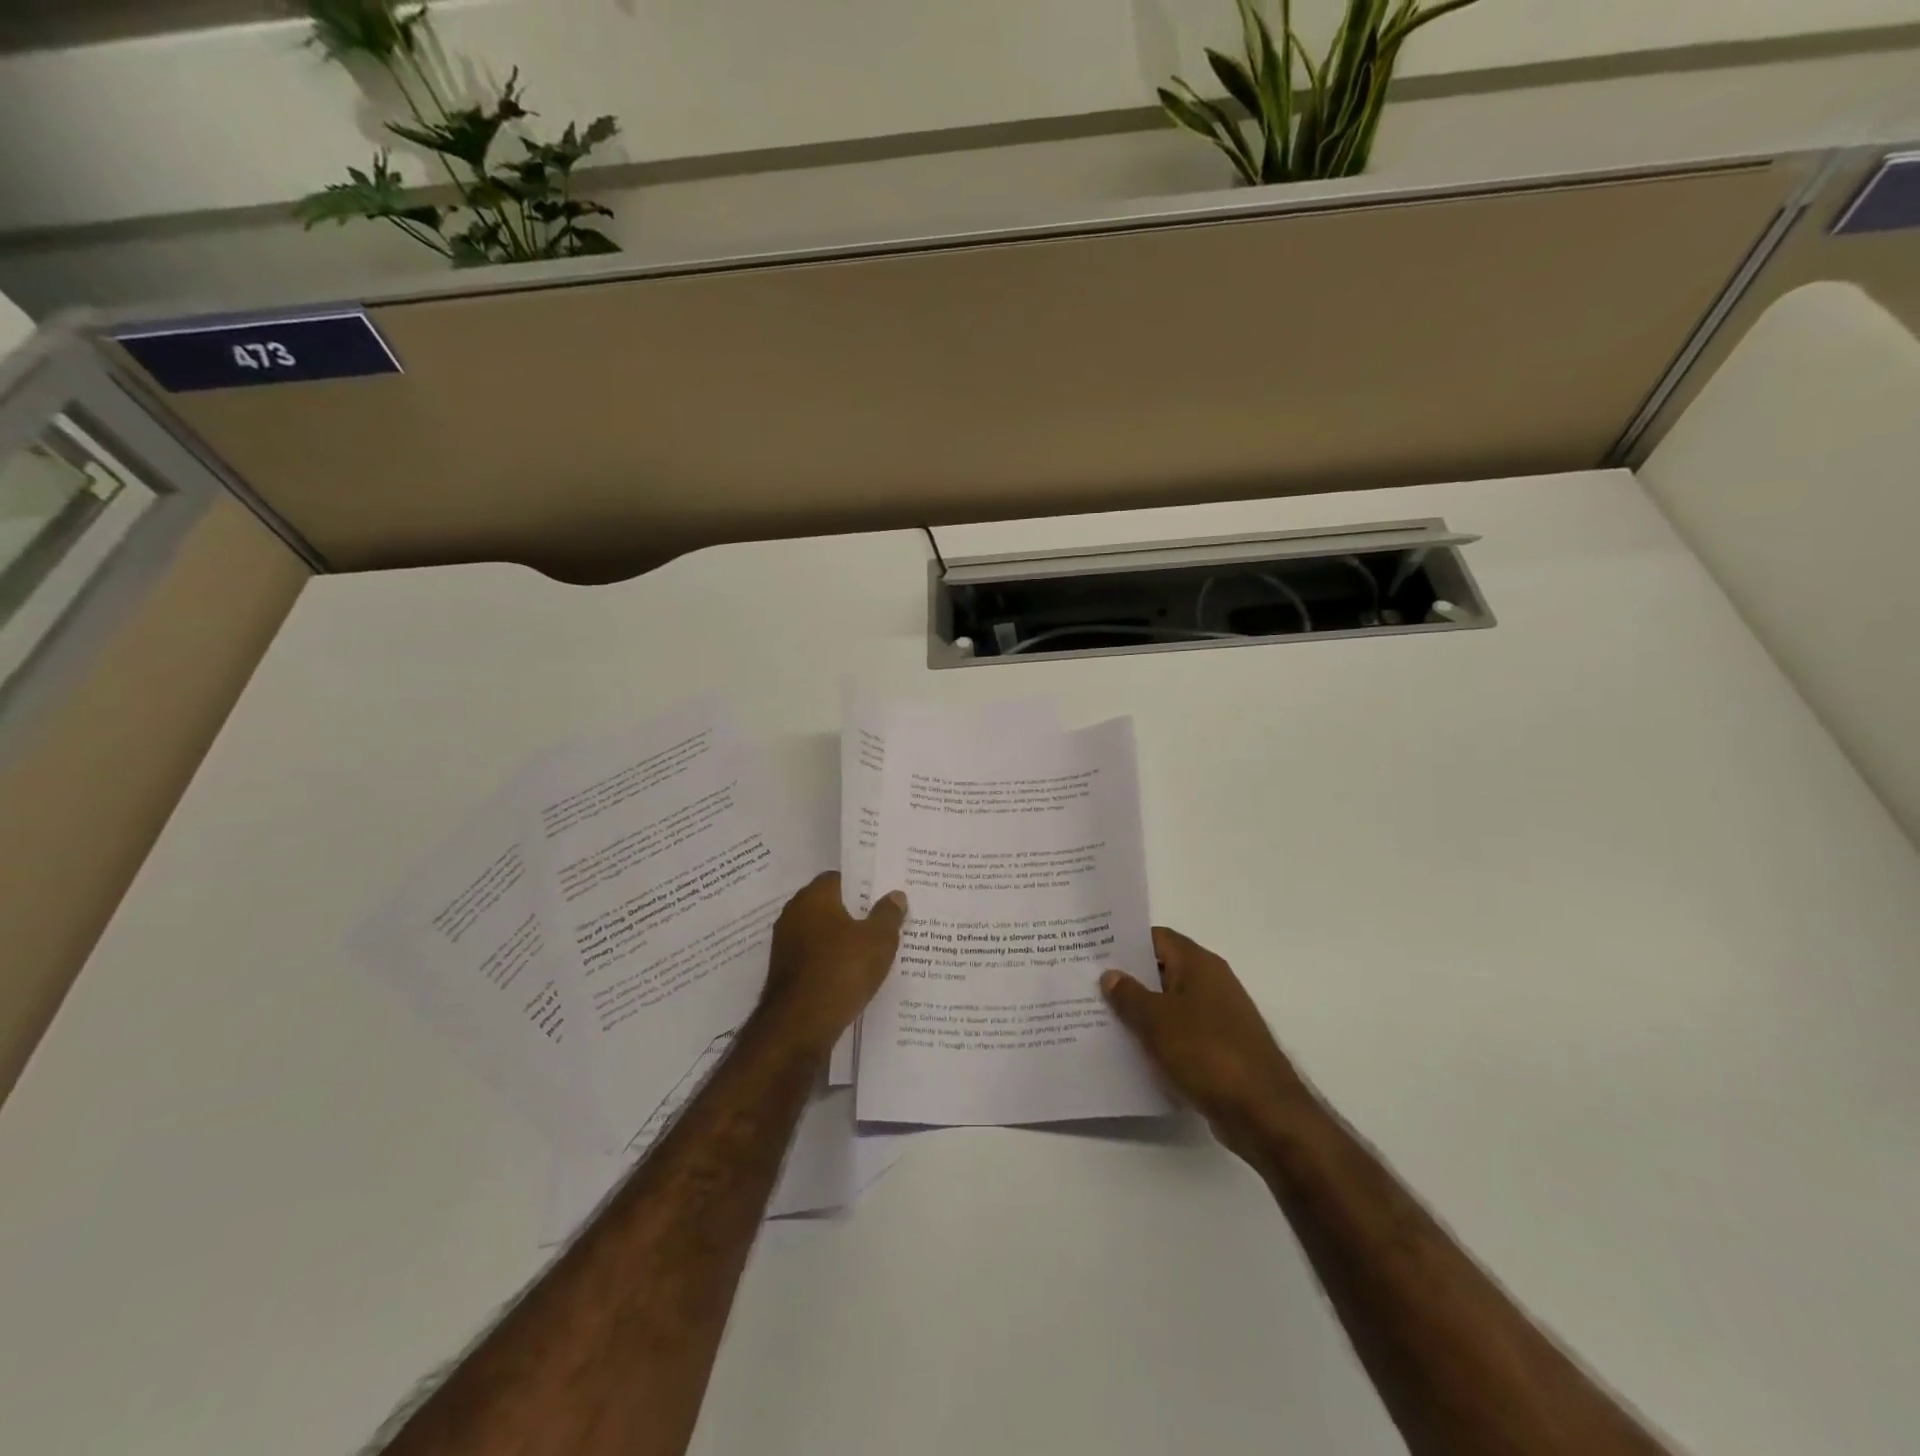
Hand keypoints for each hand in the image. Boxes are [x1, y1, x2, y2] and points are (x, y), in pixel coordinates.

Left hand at [757, 872, 906, 1058]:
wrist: (799, 1026)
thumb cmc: (841, 970)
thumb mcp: (878, 940)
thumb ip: (888, 915)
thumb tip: (895, 895)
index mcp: (813, 897)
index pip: (838, 878)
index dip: (861, 884)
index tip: (883, 894)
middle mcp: (794, 915)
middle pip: (829, 906)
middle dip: (854, 913)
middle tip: (884, 920)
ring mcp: (785, 946)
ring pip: (822, 935)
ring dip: (842, 941)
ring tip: (873, 950)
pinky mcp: (785, 974)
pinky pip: (815, 959)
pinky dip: (831, 963)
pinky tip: (853, 975)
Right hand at [1101, 927, 1303, 1163]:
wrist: (1262, 1112)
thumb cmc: (1206, 1052)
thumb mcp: (1155, 1020)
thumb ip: (1128, 994)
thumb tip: (1111, 974)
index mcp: (1199, 964)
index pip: (1156, 938)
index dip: (1125, 943)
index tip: (1093, 953)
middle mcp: (1212, 983)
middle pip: (1162, 970)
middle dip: (1128, 980)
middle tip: (1089, 987)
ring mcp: (1220, 1017)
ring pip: (1170, 1005)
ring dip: (1142, 1013)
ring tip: (1102, 1020)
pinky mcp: (1222, 1050)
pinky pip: (1181, 1035)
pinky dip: (1160, 1040)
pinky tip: (1133, 1053)